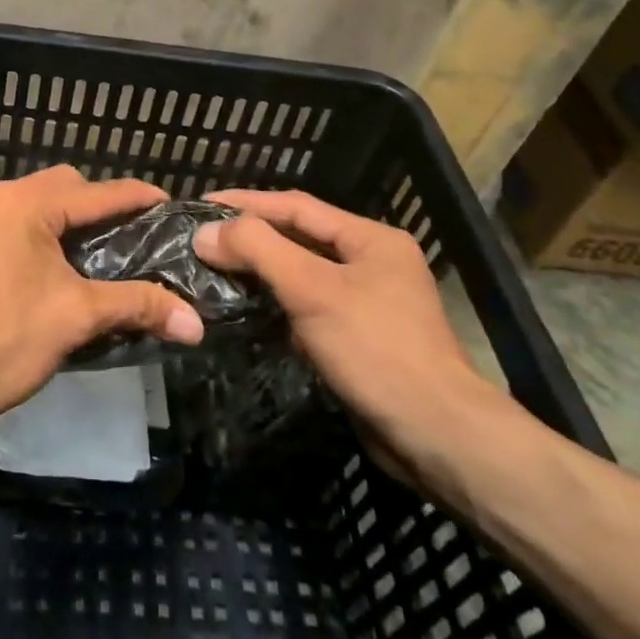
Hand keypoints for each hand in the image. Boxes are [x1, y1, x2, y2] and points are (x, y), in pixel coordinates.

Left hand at [0, 166, 204, 428]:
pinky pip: (16, 229)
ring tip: (106, 260)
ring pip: (38, 210)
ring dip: (72, 227)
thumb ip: (136, 306)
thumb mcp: (74, 318)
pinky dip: (45, 241)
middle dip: (103, 209)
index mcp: (24, 203)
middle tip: (136, 241)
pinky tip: (63, 275)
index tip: (173, 207)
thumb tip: (196, 323)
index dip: (139, 198)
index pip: (97, 191)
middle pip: (65, 189)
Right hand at [195, 189, 505, 484]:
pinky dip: (279, 304)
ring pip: (303, 274)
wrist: (436, 436)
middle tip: (203, 237)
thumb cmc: (375, 349)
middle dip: (252, 236)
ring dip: (262, 271)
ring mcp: (369, 302)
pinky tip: (249, 309)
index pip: (297, 206)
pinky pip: (310, 307)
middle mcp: (373, 262)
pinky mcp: (360, 338)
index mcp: (371, 239)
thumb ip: (258, 250)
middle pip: (300, 237)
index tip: (202, 203)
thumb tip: (206, 232)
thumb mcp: (312, 290)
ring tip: (215, 268)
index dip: (247, 202)